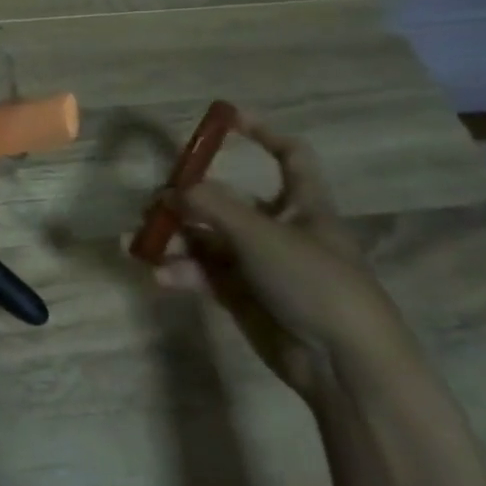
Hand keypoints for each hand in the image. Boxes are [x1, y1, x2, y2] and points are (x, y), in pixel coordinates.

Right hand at [153, 114, 414, 400]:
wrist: (346, 366)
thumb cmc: (316, 284)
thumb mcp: (261, 235)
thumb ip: (211, 206)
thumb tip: (169, 190)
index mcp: (304, 206)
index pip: (290, 156)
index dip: (262, 133)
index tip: (224, 118)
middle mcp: (281, 230)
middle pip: (227, 200)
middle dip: (187, 199)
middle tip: (153, 203)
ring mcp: (261, 265)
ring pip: (207, 239)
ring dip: (173, 238)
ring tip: (138, 241)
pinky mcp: (244, 296)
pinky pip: (203, 273)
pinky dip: (180, 272)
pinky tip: (159, 276)